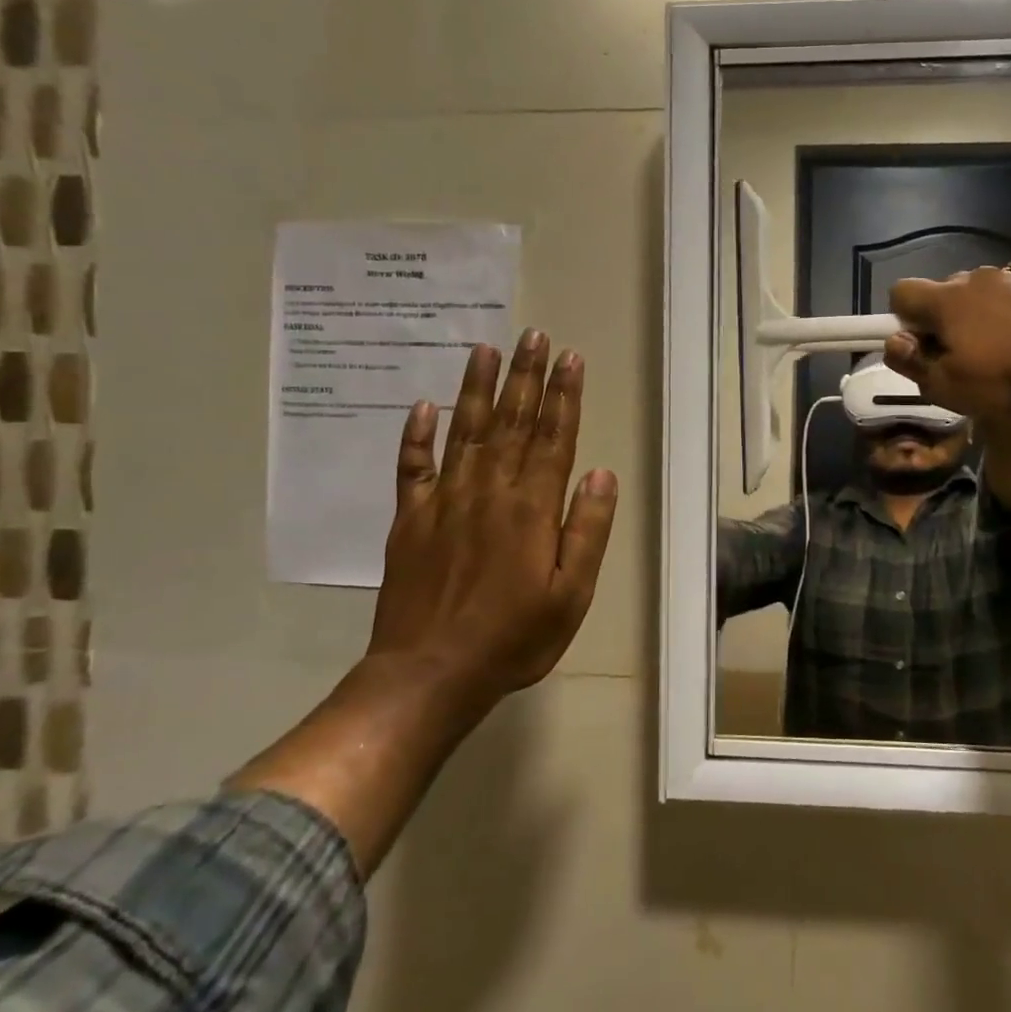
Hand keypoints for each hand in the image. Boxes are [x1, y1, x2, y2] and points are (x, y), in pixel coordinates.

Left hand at [367, 329, 618, 715]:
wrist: (429, 675)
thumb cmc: (513, 638)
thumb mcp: (571, 594)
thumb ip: (587, 529)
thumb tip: (600, 473)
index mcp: (531, 508)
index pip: (554, 438)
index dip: (565, 396)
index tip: (571, 358)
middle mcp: (489, 492)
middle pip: (512, 422)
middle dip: (526, 376)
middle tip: (533, 336)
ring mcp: (444, 503)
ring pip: (465, 432)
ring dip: (478, 389)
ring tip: (485, 349)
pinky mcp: (410, 521)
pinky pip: (412, 468)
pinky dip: (416, 436)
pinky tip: (423, 407)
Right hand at [884, 266, 1010, 418]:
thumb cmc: (1004, 379)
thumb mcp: (946, 385)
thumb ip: (910, 361)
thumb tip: (895, 341)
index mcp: (945, 299)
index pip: (902, 292)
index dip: (903, 319)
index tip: (920, 346)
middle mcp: (975, 278)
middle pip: (943, 292)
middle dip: (943, 320)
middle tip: (961, 357)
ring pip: (981, 296)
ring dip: (980, 318)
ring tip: (1001, 353)